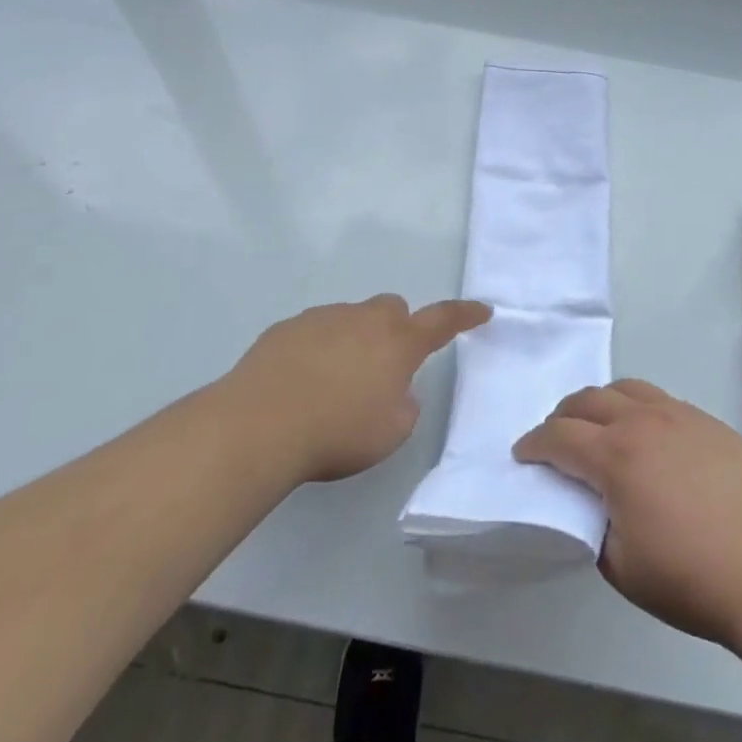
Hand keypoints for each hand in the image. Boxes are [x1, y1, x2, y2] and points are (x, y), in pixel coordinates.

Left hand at [226, 295, 490, 483]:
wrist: (260, 424)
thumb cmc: (337, 432)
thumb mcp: (390, 433)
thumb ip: (403, 406)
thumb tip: (394, 391)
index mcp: (398, 342)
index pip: (442, 320)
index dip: (464, 315)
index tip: (482, 309)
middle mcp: (365, 319)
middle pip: (392, 309)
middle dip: (395, 329)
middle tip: (384, 366)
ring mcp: (324, 318)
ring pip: (351, 318)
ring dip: (354, 341)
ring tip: (333, 385)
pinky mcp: (288, 327)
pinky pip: (315, 330)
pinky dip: (318, 349)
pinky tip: (300, 383)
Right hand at [513, 380, 741, 649]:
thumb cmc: (691, 578)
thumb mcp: (622, 568)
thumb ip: (594, 527)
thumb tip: (593, 504)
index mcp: (615, 456)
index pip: (559, 436)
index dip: (534, 444)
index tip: (523, 454)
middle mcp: (643, 422)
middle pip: (588, 399)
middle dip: (562, 415)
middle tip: (554, 437)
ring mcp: (680, 415)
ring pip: (626, 388)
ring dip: (600, 402)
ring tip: (598, 426)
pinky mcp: (708, 421)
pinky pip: (660, 399)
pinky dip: (638, 407)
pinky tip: (647, 436)